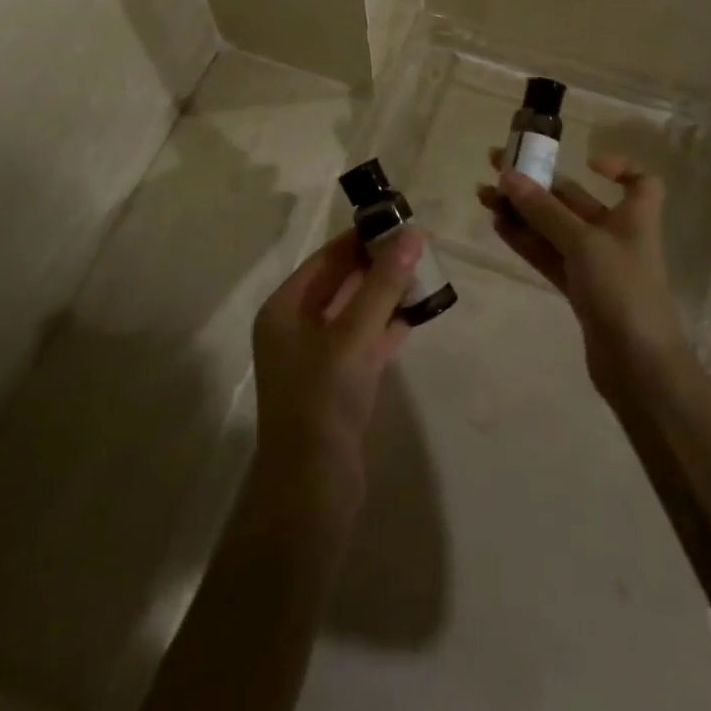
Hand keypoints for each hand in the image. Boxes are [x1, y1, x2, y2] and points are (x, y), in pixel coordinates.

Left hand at [250, 226, 420, 518]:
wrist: (313, 490)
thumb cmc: (323, 400)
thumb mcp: (354, 335)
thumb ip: (383, 284)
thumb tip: (411, 235)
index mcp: (285, 309)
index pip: (326, 259)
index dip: (361, 238)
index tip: (398, 221)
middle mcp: (295, 328)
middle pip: (340, 283)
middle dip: (377, 265)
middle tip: (419, 246)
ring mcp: (316, 358)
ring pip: (355, 313)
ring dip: (386, 295)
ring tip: (425, 274)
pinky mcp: (337, 384)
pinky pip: (364, 342)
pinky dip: (386, 327)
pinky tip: (416, 314)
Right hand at [478, 152, 691, 397]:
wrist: (639, 366)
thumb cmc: (623, 291)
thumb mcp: (584, 242)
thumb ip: (544, 210)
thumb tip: (508, 175)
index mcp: (634, 217)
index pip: (639, 181)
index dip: (618, 167)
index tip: (586, 161)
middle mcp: (615, 236)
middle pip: (576, 201)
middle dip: (538, 185)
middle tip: (496, 167)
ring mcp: (595, 266)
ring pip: (554, 229)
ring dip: (522, 212)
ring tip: (484, 196)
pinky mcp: (578, 291)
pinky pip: (548, 256)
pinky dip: (526, 241)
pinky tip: (498, 226)